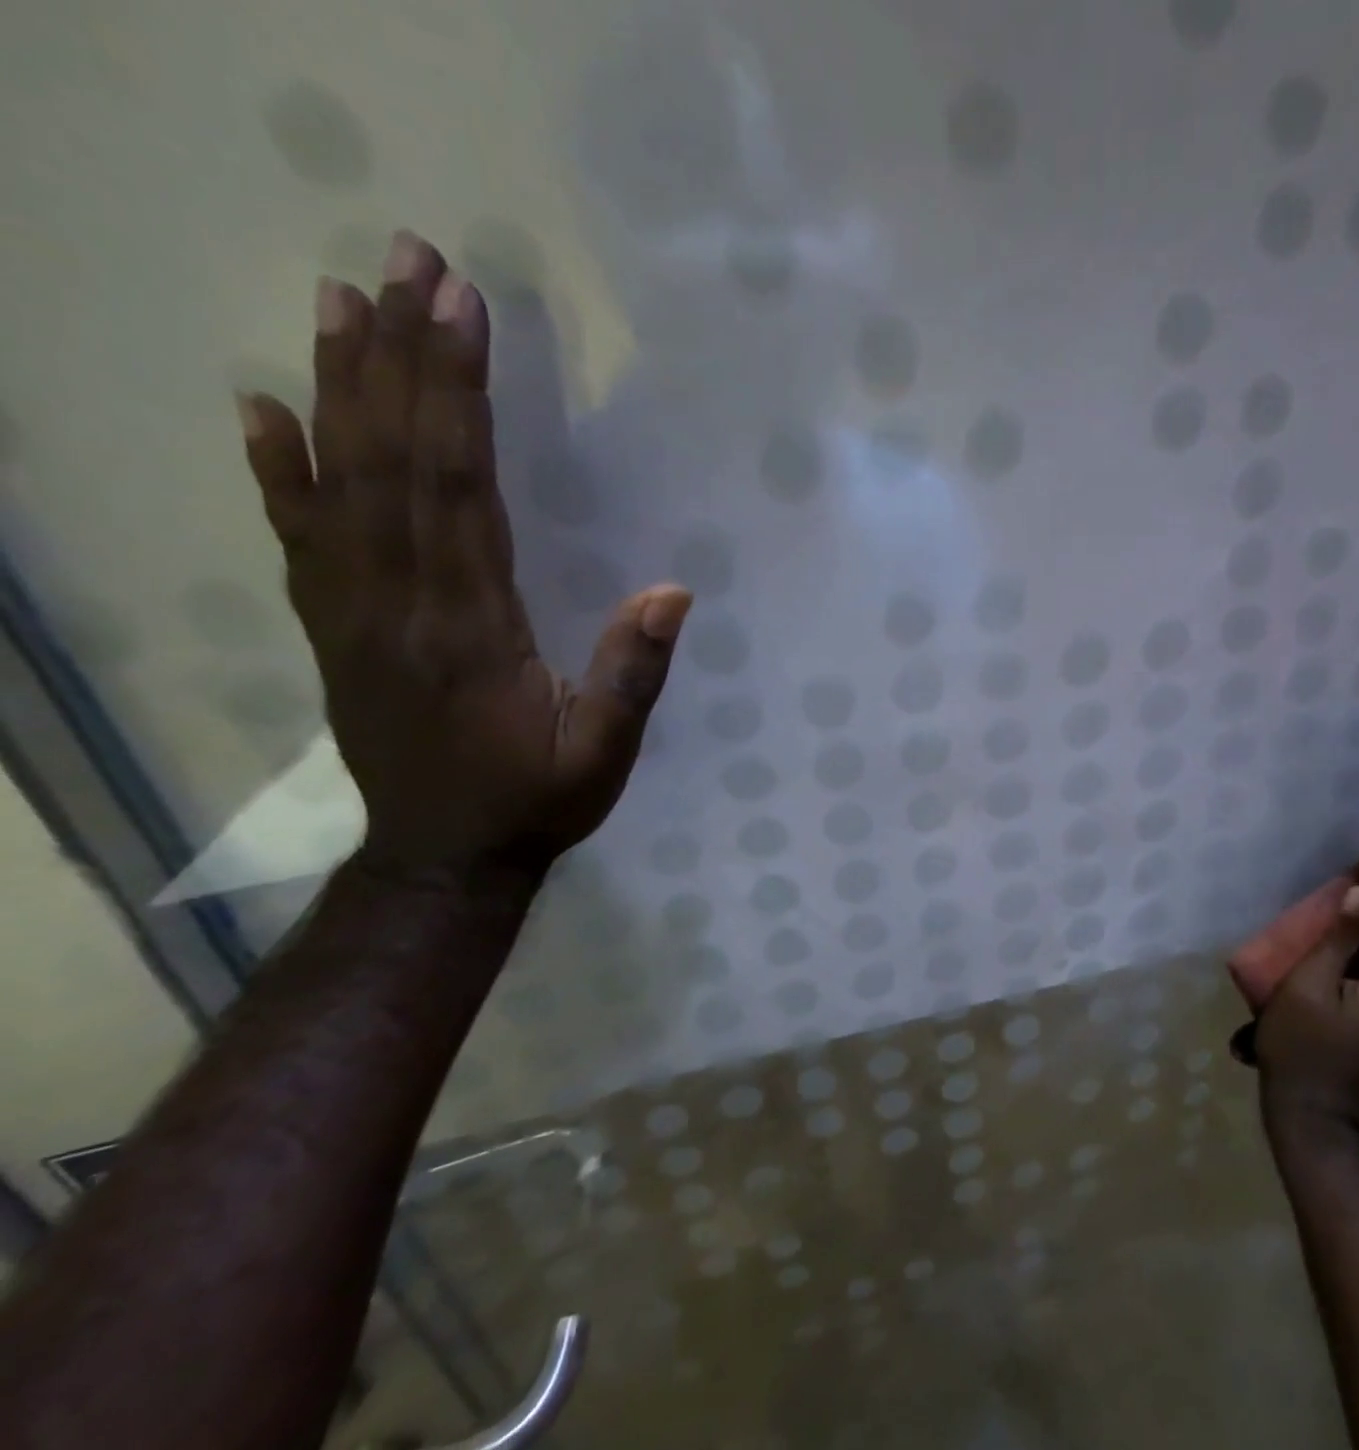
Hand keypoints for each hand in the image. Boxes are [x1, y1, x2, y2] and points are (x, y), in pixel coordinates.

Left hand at [235, 230, 690, 876]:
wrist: (442, 858)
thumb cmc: (536, 802)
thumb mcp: (605, 753)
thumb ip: (633, 674)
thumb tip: (674, 592)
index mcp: (470, 629)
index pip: (459, 490)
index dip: (457, 396)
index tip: (460, 310)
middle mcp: (398, 605)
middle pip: (391, 463)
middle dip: (397, 357)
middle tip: (401, 262)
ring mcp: (353, 614)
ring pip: (338, 484)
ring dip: (339, 386)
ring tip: (337, 298)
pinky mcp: (334, 629)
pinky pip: (298, 538)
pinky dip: (277, 468)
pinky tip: (263, 408)